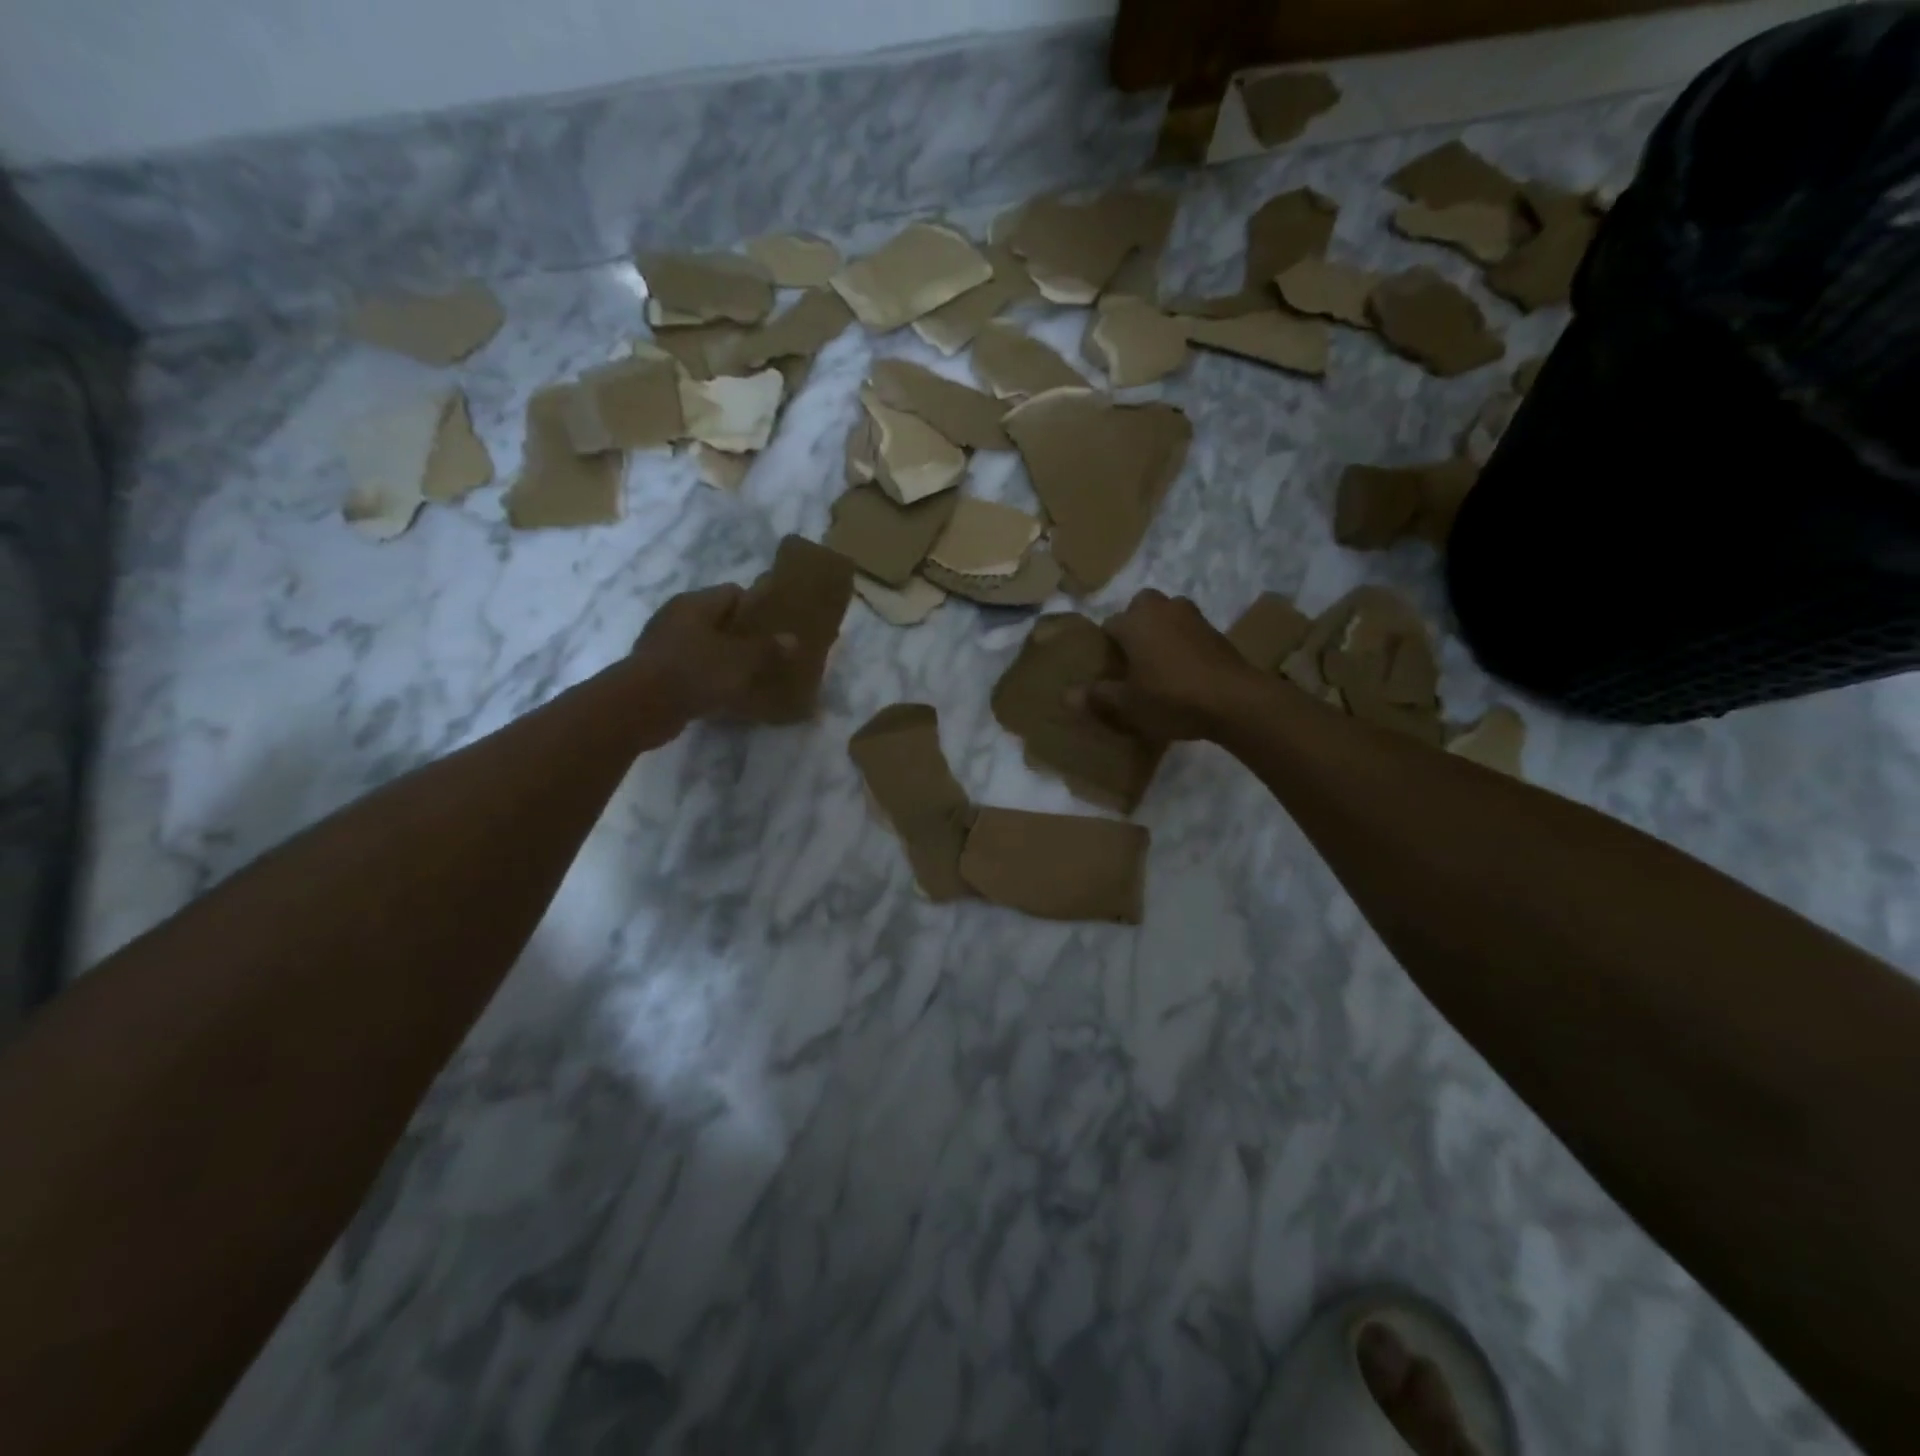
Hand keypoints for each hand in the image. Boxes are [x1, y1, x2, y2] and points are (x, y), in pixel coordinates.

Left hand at [629, 584, 794, 723]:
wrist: (641, 707)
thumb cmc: (695, 672)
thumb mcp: (741, 660)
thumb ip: (767, 648)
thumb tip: (792, 638)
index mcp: (695, 603)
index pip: (733, 592)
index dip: (756, 607)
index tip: (775, 628)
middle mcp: (676, 617)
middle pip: (718, 619)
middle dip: (743, 635)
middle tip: (769, 654)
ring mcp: (663, 644)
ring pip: (705, 645)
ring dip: (725, 659)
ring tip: (752, 676)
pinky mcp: (657, 672)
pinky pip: (692, 669)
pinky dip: (708, 678)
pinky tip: (726, 694)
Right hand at [1077, 589, 1263, 741]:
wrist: (1234, 701)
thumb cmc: (1171, 698)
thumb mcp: (1127, 705)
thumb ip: (1097, 696)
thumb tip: (1066, 695)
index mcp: (1135, 621)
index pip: (1109, 624)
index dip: (1105, 646)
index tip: (1106, 669)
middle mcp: (1162, 608)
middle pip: (1140, 607)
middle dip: (1134, 625)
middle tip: (1132, 658)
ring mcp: (1194, 616)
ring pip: (1167, 615)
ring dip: (1160, 631)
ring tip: (1157, 664)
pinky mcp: (1217, 632)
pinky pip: (1189, 631)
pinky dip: (1183, 644)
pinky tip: (1183, 671)